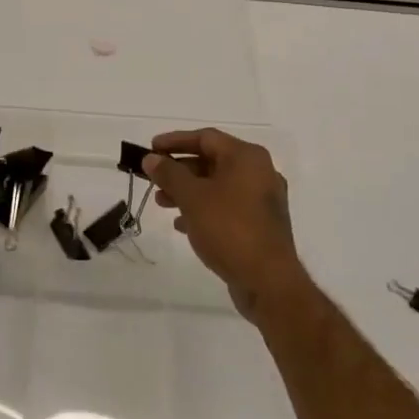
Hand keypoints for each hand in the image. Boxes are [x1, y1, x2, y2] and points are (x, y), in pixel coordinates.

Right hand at [143, 129, 305, 320]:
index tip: (151, 149)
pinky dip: (203, 209)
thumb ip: (169, 174)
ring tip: (161, 203)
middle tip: (153, 178)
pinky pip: (227, 207)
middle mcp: (259, 172)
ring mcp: (262, 200)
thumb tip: (151, 158)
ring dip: (188, 191)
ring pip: (218, 186)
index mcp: (246, 157)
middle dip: (179, 169)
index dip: (174, 141)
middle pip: (212, 161)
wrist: (268, 281)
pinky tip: (182, 224)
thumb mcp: (192, 197)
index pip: (205, 137)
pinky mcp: (261, 225)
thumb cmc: (229, 228)